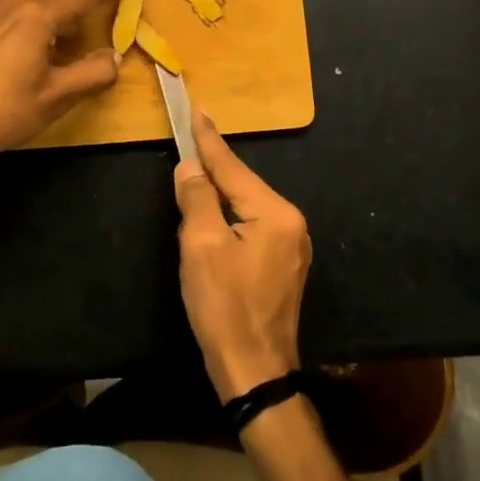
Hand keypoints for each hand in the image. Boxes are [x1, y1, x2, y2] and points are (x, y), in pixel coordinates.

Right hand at [173, 107, 311, 401]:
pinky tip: (212, 217)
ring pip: (246, 206)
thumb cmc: (224, 307)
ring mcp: (292, 246)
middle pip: (242, 185)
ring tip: (194, 174)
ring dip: (219, 195)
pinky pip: (252, 226)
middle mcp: (291, 223)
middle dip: (212, 168)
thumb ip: (197, 198)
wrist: (254, 372)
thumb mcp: (201, 246)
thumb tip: (190, 167)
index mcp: (275, 214)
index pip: (232, 167)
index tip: (197, 108)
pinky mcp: (284, 266)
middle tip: (188, 139)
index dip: (208, 139)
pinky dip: (229, 217)